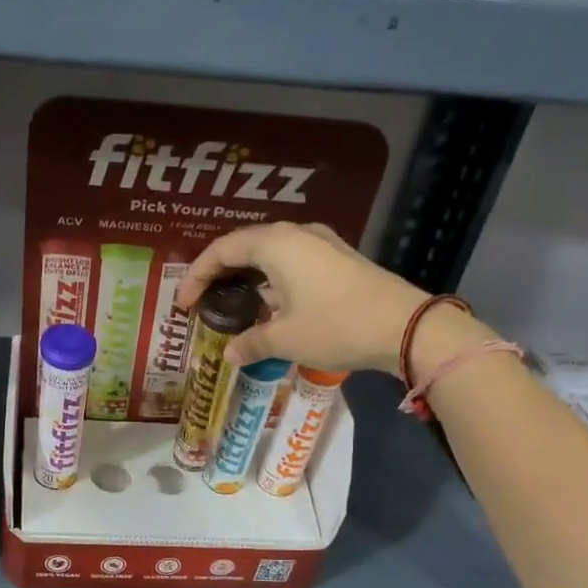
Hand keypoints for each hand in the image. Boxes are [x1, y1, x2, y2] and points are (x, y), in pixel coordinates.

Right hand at [177, 222, 426, 374]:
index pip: (222, 250)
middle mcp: (296, 234)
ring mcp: (321, 244)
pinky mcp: (338, 259)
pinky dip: (271, 279)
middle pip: (245, 246)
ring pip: (270, 253)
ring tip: (232, 304)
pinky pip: (291, 262)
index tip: (183, 303)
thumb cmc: (335, 326)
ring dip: (247, 276)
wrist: (404, 326)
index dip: (196, 275)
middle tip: (203, 300)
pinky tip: (269, 305)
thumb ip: (251, 342)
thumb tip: (230, 353)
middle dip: (220, 272)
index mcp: (275, 244)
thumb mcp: (285, 339)